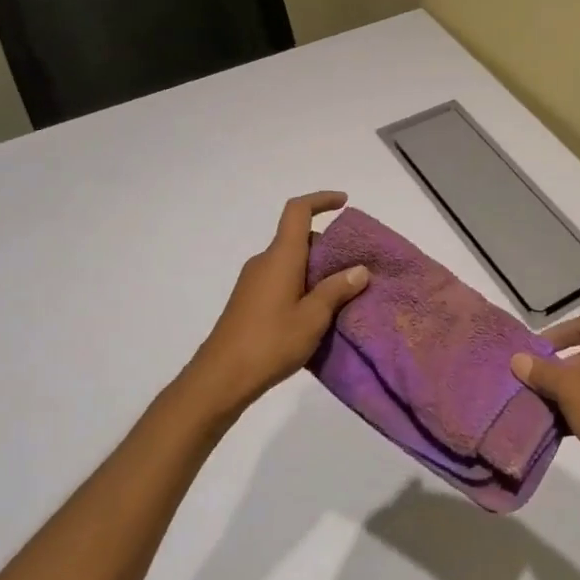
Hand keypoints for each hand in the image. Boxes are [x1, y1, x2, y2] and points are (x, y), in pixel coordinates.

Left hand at [186, 192, 369, 418]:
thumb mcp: (313, 318)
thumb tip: (359, 270)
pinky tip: (315, 313)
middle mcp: (265, 262)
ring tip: (341, 294)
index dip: (321, 200)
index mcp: (281, 257)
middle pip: (298, 238)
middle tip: (353, 267)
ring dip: (315, 269)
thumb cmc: (269, 343)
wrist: (219, 380)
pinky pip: (281, 279)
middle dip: (327, 246)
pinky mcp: (249, 302)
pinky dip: (301, 284)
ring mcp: (253, 282)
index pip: (298, 211)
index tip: (344, 203)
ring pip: (290, 261)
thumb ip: (337, 290)